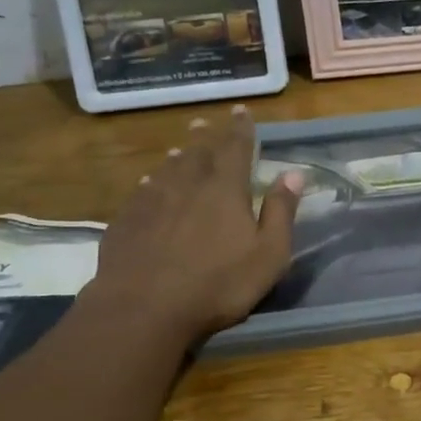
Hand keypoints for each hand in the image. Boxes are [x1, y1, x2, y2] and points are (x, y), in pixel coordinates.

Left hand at [86, 106, 302, 342]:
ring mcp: (152, 201)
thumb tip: (294, 173)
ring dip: (177, 157)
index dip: (241, 129)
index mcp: (225, 189)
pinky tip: (147, 184)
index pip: (236, 148)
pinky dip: (150, 182)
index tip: (241, 111)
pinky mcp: (126, 221)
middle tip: (205, 123)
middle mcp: (188, 185)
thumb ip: (281, 212)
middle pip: (197, 152)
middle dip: (205, 137)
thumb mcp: (268, 254)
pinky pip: (141, 191)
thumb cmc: (218, 284)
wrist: (144, 310)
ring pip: (167, 169)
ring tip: (179, 150)